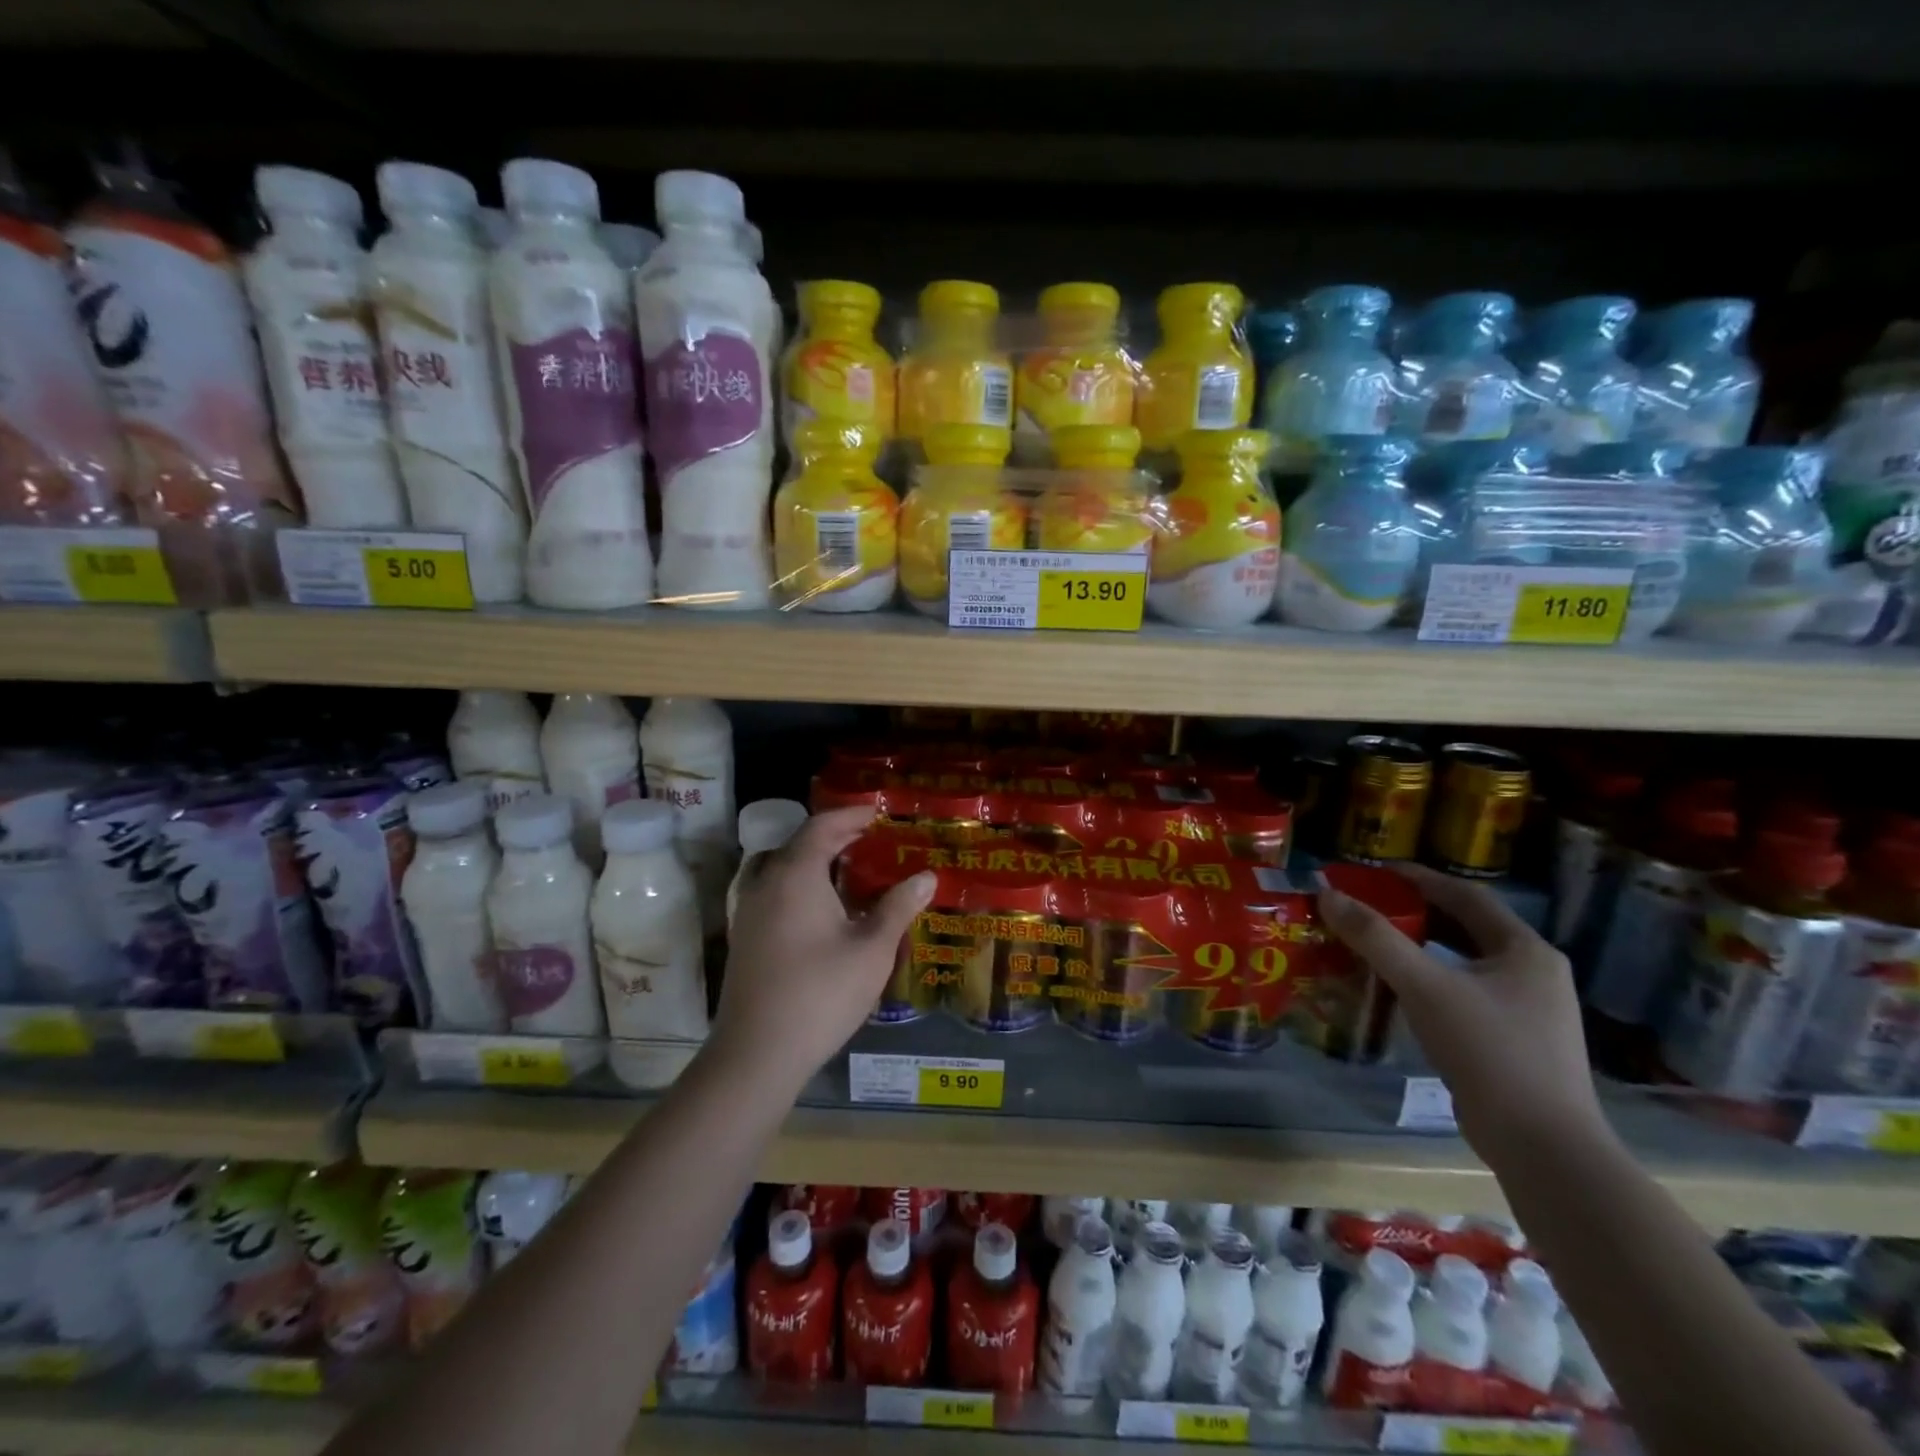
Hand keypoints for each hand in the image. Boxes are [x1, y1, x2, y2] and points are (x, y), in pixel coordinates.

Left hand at [713, 805, 934, 1091]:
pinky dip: (801, 884)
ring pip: (783, 867)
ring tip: (851, 871)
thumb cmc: (820, 994)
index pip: (822, 826)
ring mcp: (749, 910)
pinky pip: (775, 890)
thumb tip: (927, 876)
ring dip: (816, 861)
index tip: (880, 813)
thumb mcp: (871, 950)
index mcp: (796, 874)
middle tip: (873, 841)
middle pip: (800, 843)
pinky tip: (825, 910)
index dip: (852, 814)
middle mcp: (766, 882)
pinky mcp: (745, 935)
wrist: (757, 1053)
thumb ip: (898, 907)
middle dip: (837, 836)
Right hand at [1317, 863, 1611, 1161]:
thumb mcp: (1425, 986)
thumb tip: (1327, 895)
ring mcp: (1528, 1010)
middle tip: (1367, 905)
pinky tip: (1399, 990)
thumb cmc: (1489, 1051)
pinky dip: (1430, 980)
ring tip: (1374, 942)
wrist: (1543, 1147)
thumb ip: (1376, 938)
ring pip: (1464, 961)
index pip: (1465, 895)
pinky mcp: (1515, 1042)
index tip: (1372, 871)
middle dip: (1415, 911)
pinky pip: (1464, 992)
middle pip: (1465, 926)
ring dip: (1421, 947)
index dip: (1418, 877)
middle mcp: (1533, 972)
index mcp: (1525, 949)